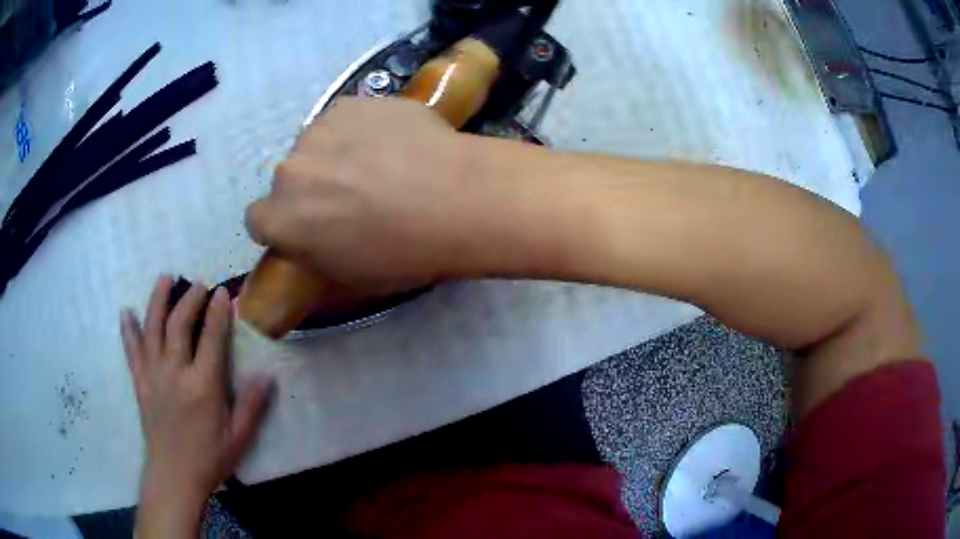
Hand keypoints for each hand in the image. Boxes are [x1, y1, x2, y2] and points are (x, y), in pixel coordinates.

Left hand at [121, 276, 271, 510]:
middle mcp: (176, 373)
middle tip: (198, 283)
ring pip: (153, 329)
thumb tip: (267, 375)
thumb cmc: (209, 459)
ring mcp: (154, 375)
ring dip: (158, 301)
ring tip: (164, 278)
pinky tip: (126, 312)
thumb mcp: (239, 438)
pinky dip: (128, 330)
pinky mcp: (141, 383)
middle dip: (190, 299)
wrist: (174, 476)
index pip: (212, 338)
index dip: (218, 312)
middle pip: (179, 325)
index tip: (223, 292)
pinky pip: (132, 351)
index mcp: (203, 386)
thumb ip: (252, 406)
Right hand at [245, 97, 500, 285]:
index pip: (259, 220)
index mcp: (282, 219)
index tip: (309, 226)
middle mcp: (288, 171)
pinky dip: (360, 130)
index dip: (283, 223)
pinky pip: (344, 120)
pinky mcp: (350, 103)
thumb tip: (311, 239)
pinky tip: (394, 141)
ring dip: (335, 154)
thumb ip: (314, 254)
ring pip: (316, 145)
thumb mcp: (350, 276)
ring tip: (380, 165)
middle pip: (289, 179)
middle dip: (311, 188)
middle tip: (353, 195)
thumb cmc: (404, 253)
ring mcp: (319, 130)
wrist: (457, 198)